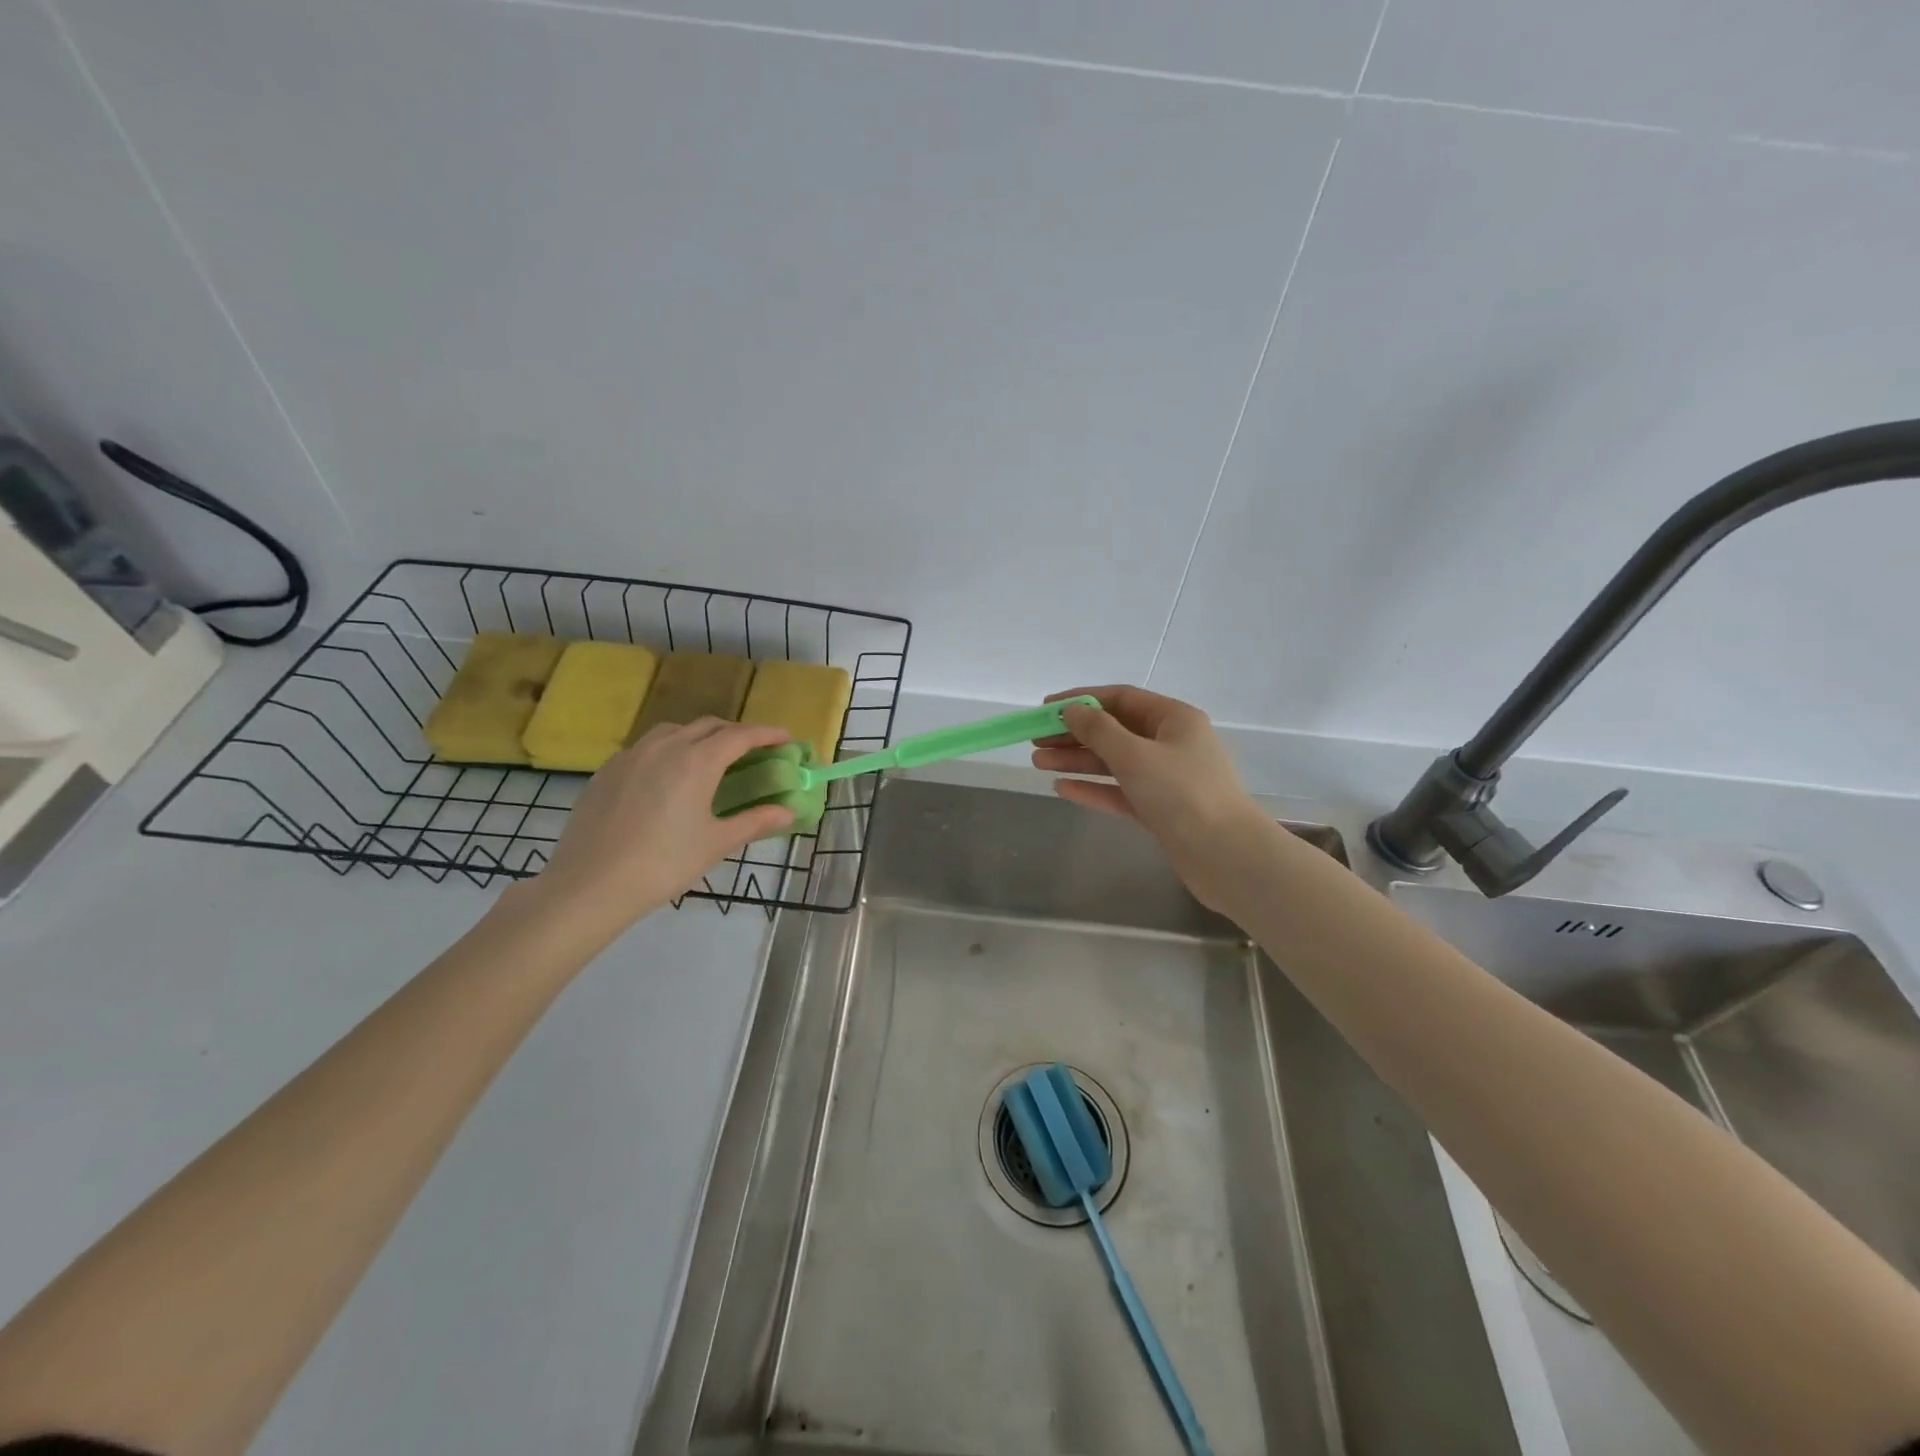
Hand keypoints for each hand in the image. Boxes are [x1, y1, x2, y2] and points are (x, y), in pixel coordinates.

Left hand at [531, 719, 796, 937]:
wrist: (590, 885)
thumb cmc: (663, 864)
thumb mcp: (716, 843)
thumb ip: (754, 821)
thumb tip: (787, 812)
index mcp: (697, 761)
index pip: (740, 736)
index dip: (767, 734)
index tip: (786, 738)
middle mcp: (665, 747)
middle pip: (708, 726)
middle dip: (734, 733)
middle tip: (752, 751)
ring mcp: (631, 755)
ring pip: (674, 731)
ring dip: (699, 736)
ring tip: (709, 759)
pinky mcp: (607, 770)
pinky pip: (646, 747)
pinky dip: (668, 750)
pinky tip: (666, 777)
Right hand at [1032, 685, 1267, 909]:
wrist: (1225, 855)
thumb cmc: (1181, 793)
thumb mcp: (1135, 755)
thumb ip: (1098, 730)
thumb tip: (1071, 711)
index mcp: (1173, 719)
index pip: (1120, 698)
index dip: (1081, 700)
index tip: (1046, 708)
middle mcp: (1171, 743)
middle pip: (1114, 730)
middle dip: (1074, 734)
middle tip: (1035, 740)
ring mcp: (1166, 778)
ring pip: (1114, 762)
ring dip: (1077, 760)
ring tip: (1038, 762)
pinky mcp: (1160, 809)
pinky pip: (1120, 791)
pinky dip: (1093, 788)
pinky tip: (1061, 788)